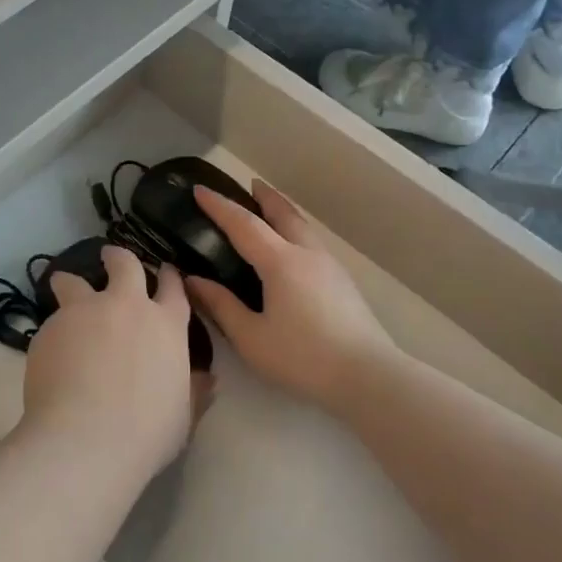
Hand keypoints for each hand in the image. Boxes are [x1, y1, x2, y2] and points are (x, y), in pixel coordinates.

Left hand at [22, 246, 208, 475]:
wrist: (85, 438)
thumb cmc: (146, 433)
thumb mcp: (181, 417)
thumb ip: (193, 392)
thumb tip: (208, 381)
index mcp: (165, 325)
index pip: (172, 287)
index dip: (168, 277)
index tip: (164, 271)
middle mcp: (126, 306)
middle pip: (124, 264)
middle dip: (117, 258)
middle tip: (109, 258)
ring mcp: (84, 311)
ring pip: (72, 280)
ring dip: (70, 282)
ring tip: (63, 287)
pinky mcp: (50, 327)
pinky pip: (52, 321)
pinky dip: (54, 330)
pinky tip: (50, 353)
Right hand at [183, 182, 398, 410]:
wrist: (368, 377)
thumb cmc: (303, 357)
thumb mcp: (251, 338)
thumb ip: (221, 306)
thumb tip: (193, 280)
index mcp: (280, 262)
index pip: (243, 224)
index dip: (219, 206)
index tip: (199, 190)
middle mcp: (306, 254)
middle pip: (283, 214)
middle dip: (264, 196)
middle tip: (249, 184)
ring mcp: (329, 266)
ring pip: (302, 226)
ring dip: (283, 211)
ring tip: (269, 209)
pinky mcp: (343, 282)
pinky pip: (312, 242)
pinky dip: (295, 230)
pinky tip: (292, 248)